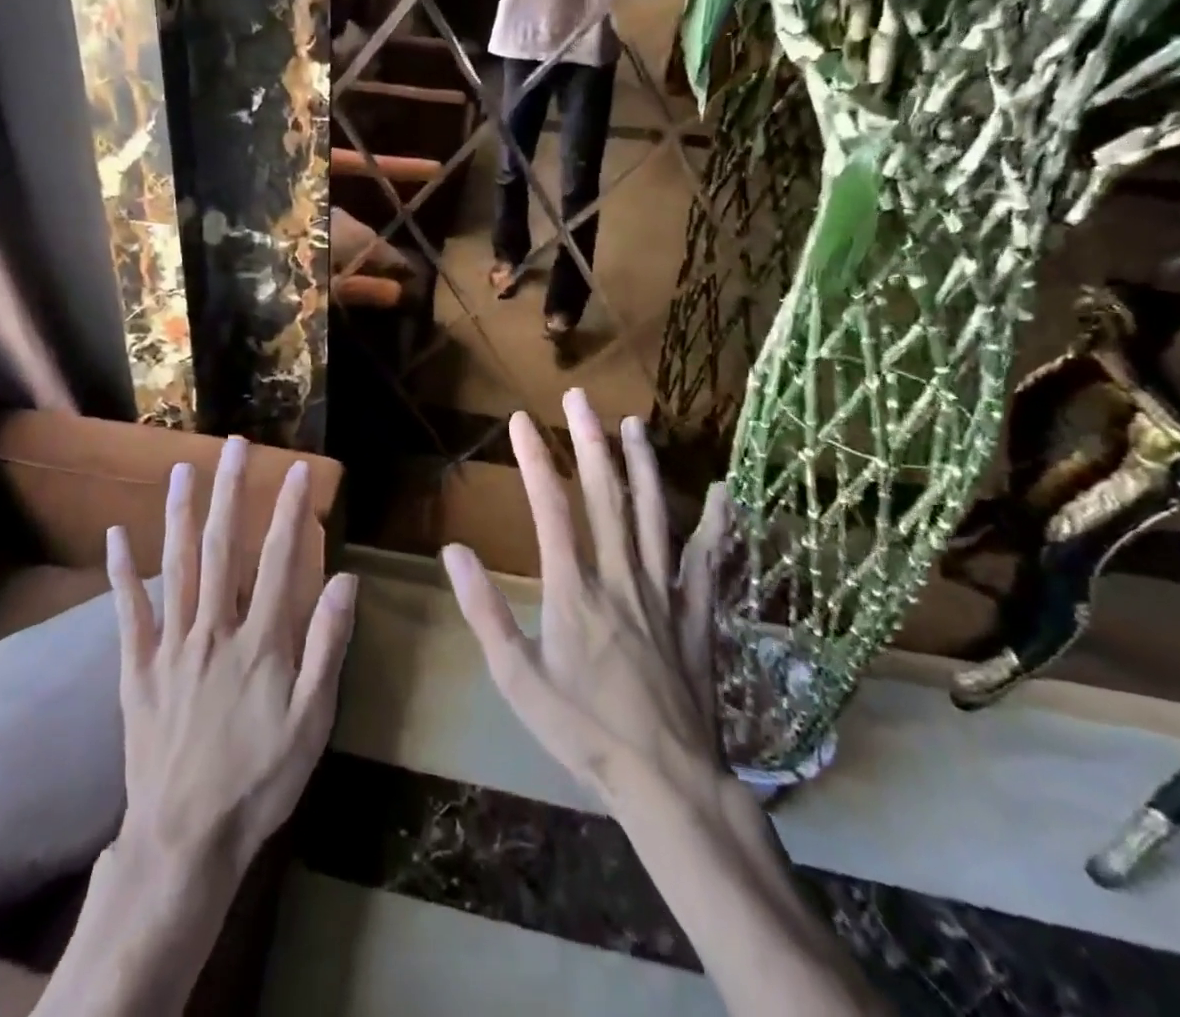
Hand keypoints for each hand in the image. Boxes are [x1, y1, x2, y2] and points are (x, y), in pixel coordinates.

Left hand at [110, 441, 356, 880]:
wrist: (185, 839)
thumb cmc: (260, 780)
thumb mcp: (312, 722)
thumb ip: (327, 647)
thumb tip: (346, 581)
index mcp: (260, 641)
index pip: (281, 560)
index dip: (291, 511)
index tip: (299, 470)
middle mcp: (214, 629)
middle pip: (224, 547)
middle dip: (232, 491)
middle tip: (236, 445)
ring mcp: (171, 645)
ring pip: (177, 566)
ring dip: (180, 513)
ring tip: (183, 469)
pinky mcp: (137, 668)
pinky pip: (129, 612)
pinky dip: (122, 572)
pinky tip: (116, 535)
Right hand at [443, 392, 885, 1016]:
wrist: (666, 782)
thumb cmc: (582, 731)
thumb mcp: (516, 679)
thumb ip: (484, 612)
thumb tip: (454, 552)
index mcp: (573, 590)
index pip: (551, 509)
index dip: (535, 459)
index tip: (521, 419)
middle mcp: (620, 577)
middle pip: (606, 496)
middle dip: (590, 442)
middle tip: (580, 398)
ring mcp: (664, 593)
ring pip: (654, 516)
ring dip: (643, 466)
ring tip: (634, 425)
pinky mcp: (696, 617)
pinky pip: (708, 564)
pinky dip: (716, 527)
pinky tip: (725, 494)